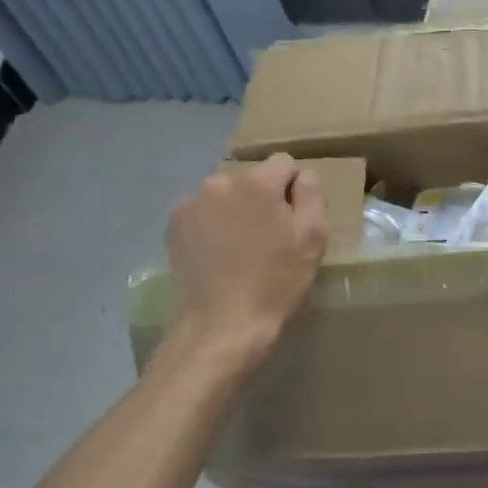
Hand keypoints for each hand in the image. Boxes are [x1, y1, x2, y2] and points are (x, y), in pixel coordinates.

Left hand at [168, 155, 328, 352]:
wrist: (222, 324)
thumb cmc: (276, 282)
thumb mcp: (313, 238)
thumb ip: (312, 194)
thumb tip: (303, 175)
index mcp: (256, 183)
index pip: (284, 163)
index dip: (294, 189)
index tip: (293, 221)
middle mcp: (219, 182)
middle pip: (252, 179)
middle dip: (262, 199)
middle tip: (268, 239)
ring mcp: (191, 203)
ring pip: (226, 195)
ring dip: (236, 211)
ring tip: (241, 249)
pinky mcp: (174, 225)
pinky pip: (204, 212)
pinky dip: (213, 225)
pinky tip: (219, 255)